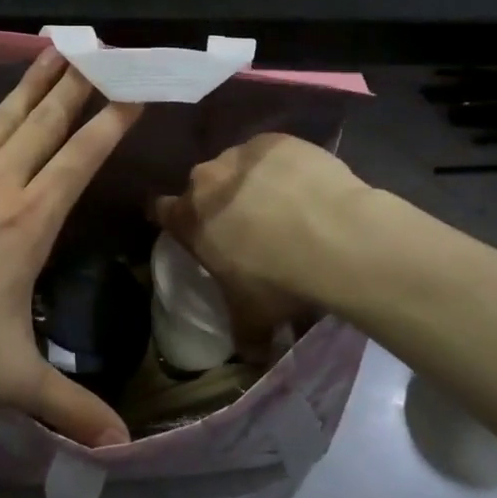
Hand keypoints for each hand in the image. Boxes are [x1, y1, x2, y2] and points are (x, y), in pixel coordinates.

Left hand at [0, 50, 140, 447]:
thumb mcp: (9, 379)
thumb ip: (68, 407)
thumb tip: (122, 447)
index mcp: (28, 221)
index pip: (82, 160)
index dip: (112, 123)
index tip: (134, 90)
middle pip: (45, 124)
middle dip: (77, 85)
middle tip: (99, 49)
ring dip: (27, 85)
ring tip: (51, 50)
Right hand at [152, 133, 365, 349]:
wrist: (335, 236)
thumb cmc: (279, 280)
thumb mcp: (254, 318)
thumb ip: (244, 336)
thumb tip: (251, 357)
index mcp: (189, 219)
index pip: (161, 210)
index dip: (174, 220)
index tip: (191, 230)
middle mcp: (206, 179)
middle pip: (203, 186)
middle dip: (219, 202)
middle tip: (248, 225)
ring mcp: (241, 154)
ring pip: (238, 166)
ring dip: (252, 182)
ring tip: (285, 206)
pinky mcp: (277, 140)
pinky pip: (273, 153)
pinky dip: (284, 167)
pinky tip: (307, 187)